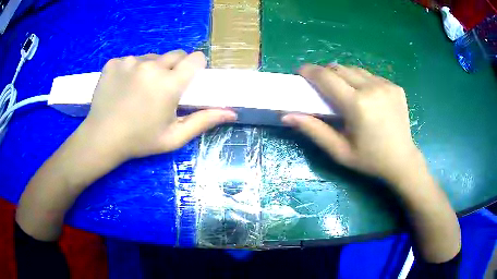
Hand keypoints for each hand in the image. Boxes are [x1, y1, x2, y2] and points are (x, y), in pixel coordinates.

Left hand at [82, 50, 236, 161]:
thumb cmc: (139, 140)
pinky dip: (131, 70)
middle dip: (174, 67)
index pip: (195, 58)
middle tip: (163, 88)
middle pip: (174, 54)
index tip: (187, 80)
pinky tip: (123, 87)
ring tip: (139, 90)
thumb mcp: (174, 136)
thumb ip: (203, 121)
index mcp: (169, 83)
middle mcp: (151, 65)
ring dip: (151, 69)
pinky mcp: (114, 62)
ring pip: (151, 57)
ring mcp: (130, 61)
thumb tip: (232, 113)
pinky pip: (131, 60)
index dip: (195, 67)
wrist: (102, 139)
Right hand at [282, 64, 420, 183]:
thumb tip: (286, 115)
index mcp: (357, 104)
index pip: (326, 77)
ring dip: (343, 75)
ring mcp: (386, 85)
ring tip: (343, 90)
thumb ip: (313, 130)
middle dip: (326, 73)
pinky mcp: (395, 86)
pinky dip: (361, 80)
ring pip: (355, 69)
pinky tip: (365, 96)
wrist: (402, 160)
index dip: (309, 71)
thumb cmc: (369, 160)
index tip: (301, 72)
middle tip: (321, 86)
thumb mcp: (339, 151)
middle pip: (339, 68)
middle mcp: (372, 88)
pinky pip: (371, 76)